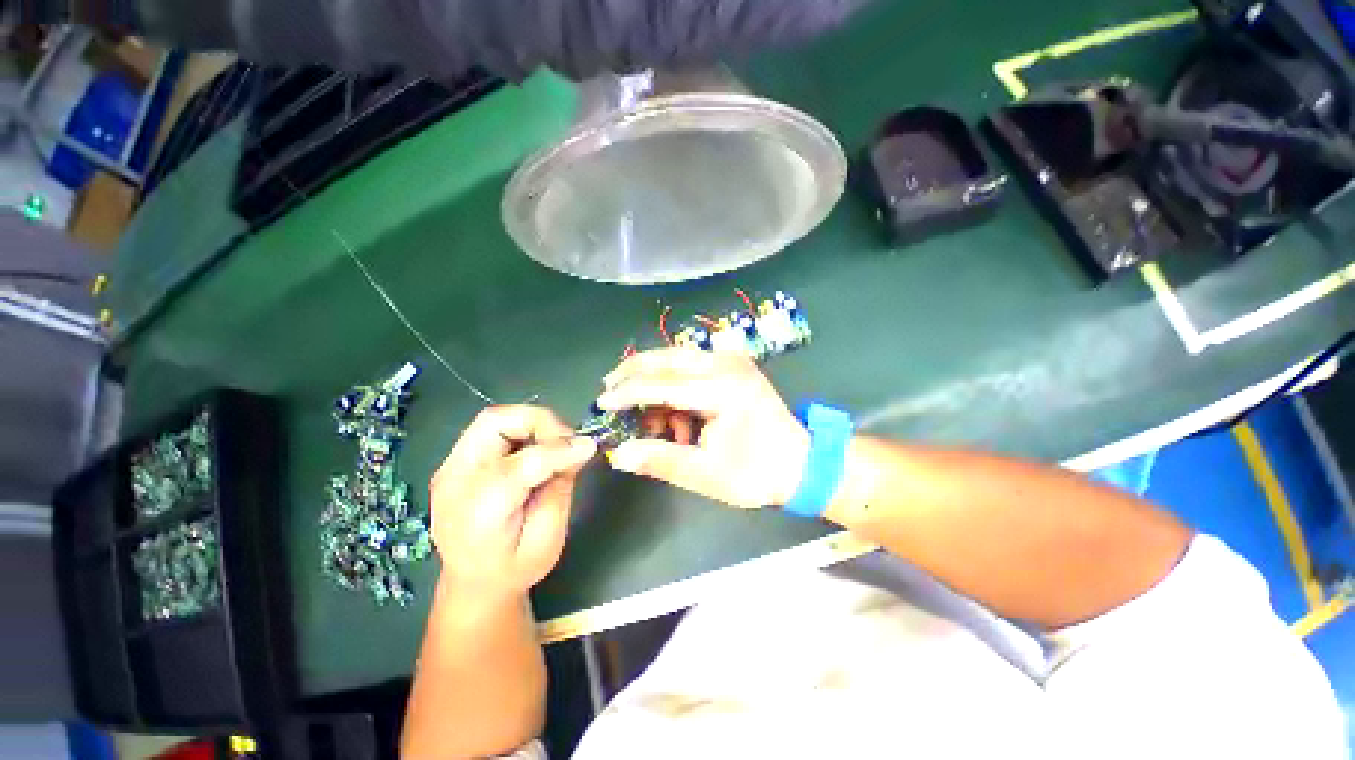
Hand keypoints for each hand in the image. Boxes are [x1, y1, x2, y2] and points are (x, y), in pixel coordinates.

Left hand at [429, 405, 596, 597]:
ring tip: (555, 445)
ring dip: (532, 423)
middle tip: (567, 440)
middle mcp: (455, 482)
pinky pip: (492, 429)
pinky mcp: (457, 460)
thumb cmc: (514, 569)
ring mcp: (451, 467)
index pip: (518, 466)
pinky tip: (538, 449)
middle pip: (495, 422)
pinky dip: (522, 429)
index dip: (558, 450)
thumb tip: (580, 448)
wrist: (471, 584)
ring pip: (493, 418)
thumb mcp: (547, 541)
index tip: (589, 447)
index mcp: (477, 516)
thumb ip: (561, 489)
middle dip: (540, 422)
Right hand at [596, 348, 809, 508]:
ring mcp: (731, 361)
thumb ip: (660, 460)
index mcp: (722, 388)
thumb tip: (618, 454)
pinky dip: (675, 389)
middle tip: (611, 392)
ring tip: (654, 424)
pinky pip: (691, 368)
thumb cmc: (758, 473)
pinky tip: (679, 420)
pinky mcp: (733, 366)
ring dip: (656, 385)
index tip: (600, 404)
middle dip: (634, 374)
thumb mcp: (707, 474)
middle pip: (666, 358)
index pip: (661, 384)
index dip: (627, 394)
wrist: (802, 464)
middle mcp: (725, 364)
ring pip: (676, 359)